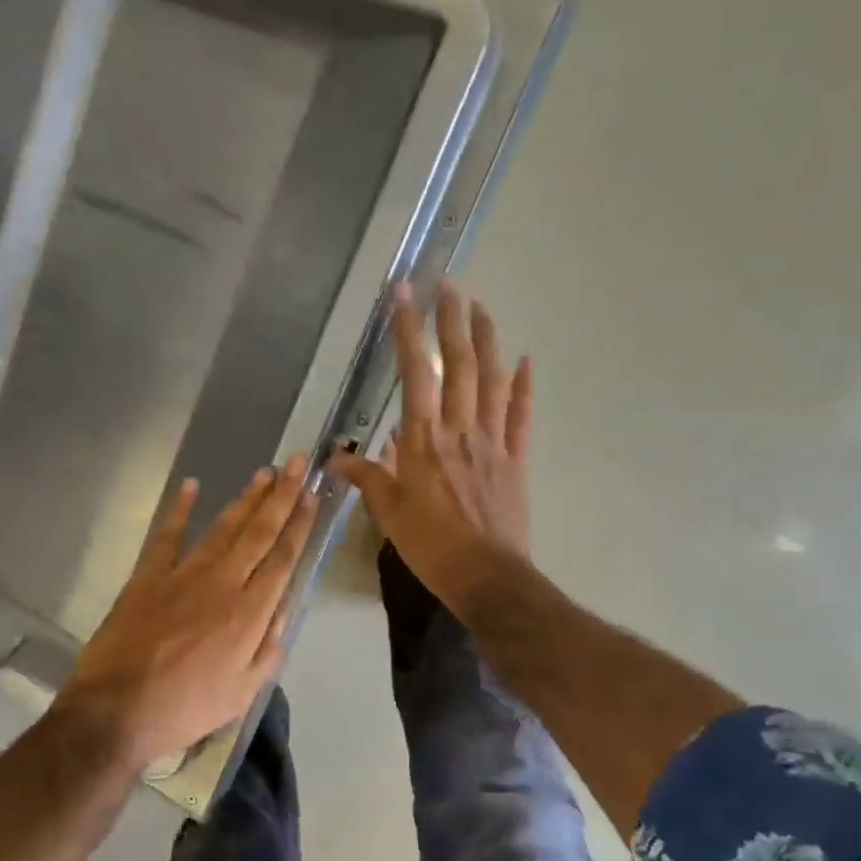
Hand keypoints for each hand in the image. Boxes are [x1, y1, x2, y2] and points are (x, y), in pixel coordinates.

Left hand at [57, 454, 318, 770]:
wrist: (116, 710)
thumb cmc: (185, 708)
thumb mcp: (242, 693)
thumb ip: (268, 649)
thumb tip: (283, 610)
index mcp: (249, 614)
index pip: (282, 559)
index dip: (299, 525)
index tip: (312, 495)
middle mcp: (222, 583)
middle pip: (258, 533)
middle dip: (281, 496)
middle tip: (297, 463)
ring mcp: (183, 575)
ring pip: (222, 528)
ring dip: (245, 499)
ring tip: (264, 472)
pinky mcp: (148, 576)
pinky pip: (167, 535)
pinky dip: (179, 509)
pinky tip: (191, 486)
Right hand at [331, 281, 532, 617]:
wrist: (487, 577)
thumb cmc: (431, 546)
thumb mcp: (388, 514)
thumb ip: (367, 479)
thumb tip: (335, 460)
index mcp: (424, 441)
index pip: (416, 373)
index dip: (409, 330)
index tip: (403, 294)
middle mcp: (460, 430)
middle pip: (460, 364)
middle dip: (453, 319)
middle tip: (449, 284)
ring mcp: (493, 441)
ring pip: (493, 379)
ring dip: (488, 339)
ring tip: (481, 306)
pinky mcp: (516, 457)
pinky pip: (521, 414)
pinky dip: (524, 384)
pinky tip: (524, 359)